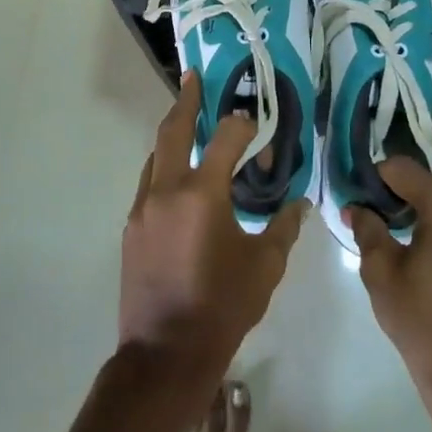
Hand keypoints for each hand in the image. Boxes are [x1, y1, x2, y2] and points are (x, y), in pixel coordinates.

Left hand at [120, 73, 304, 378]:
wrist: (165, 353)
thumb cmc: (222, 307)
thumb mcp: (265, 267)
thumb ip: (283, 228)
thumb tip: (300, 203)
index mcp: (203, 194)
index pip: (226, 138)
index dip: (244, 126)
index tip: (256, 129)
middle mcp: (167, 191)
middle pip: (173, 132)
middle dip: (185, 101)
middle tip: (193, 78)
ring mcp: (143, 209)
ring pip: (155, 158)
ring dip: (172, 137)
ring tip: (188, 125)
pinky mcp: (131, 229)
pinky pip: (148, 185)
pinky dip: (164, 170)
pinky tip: (179, 182)